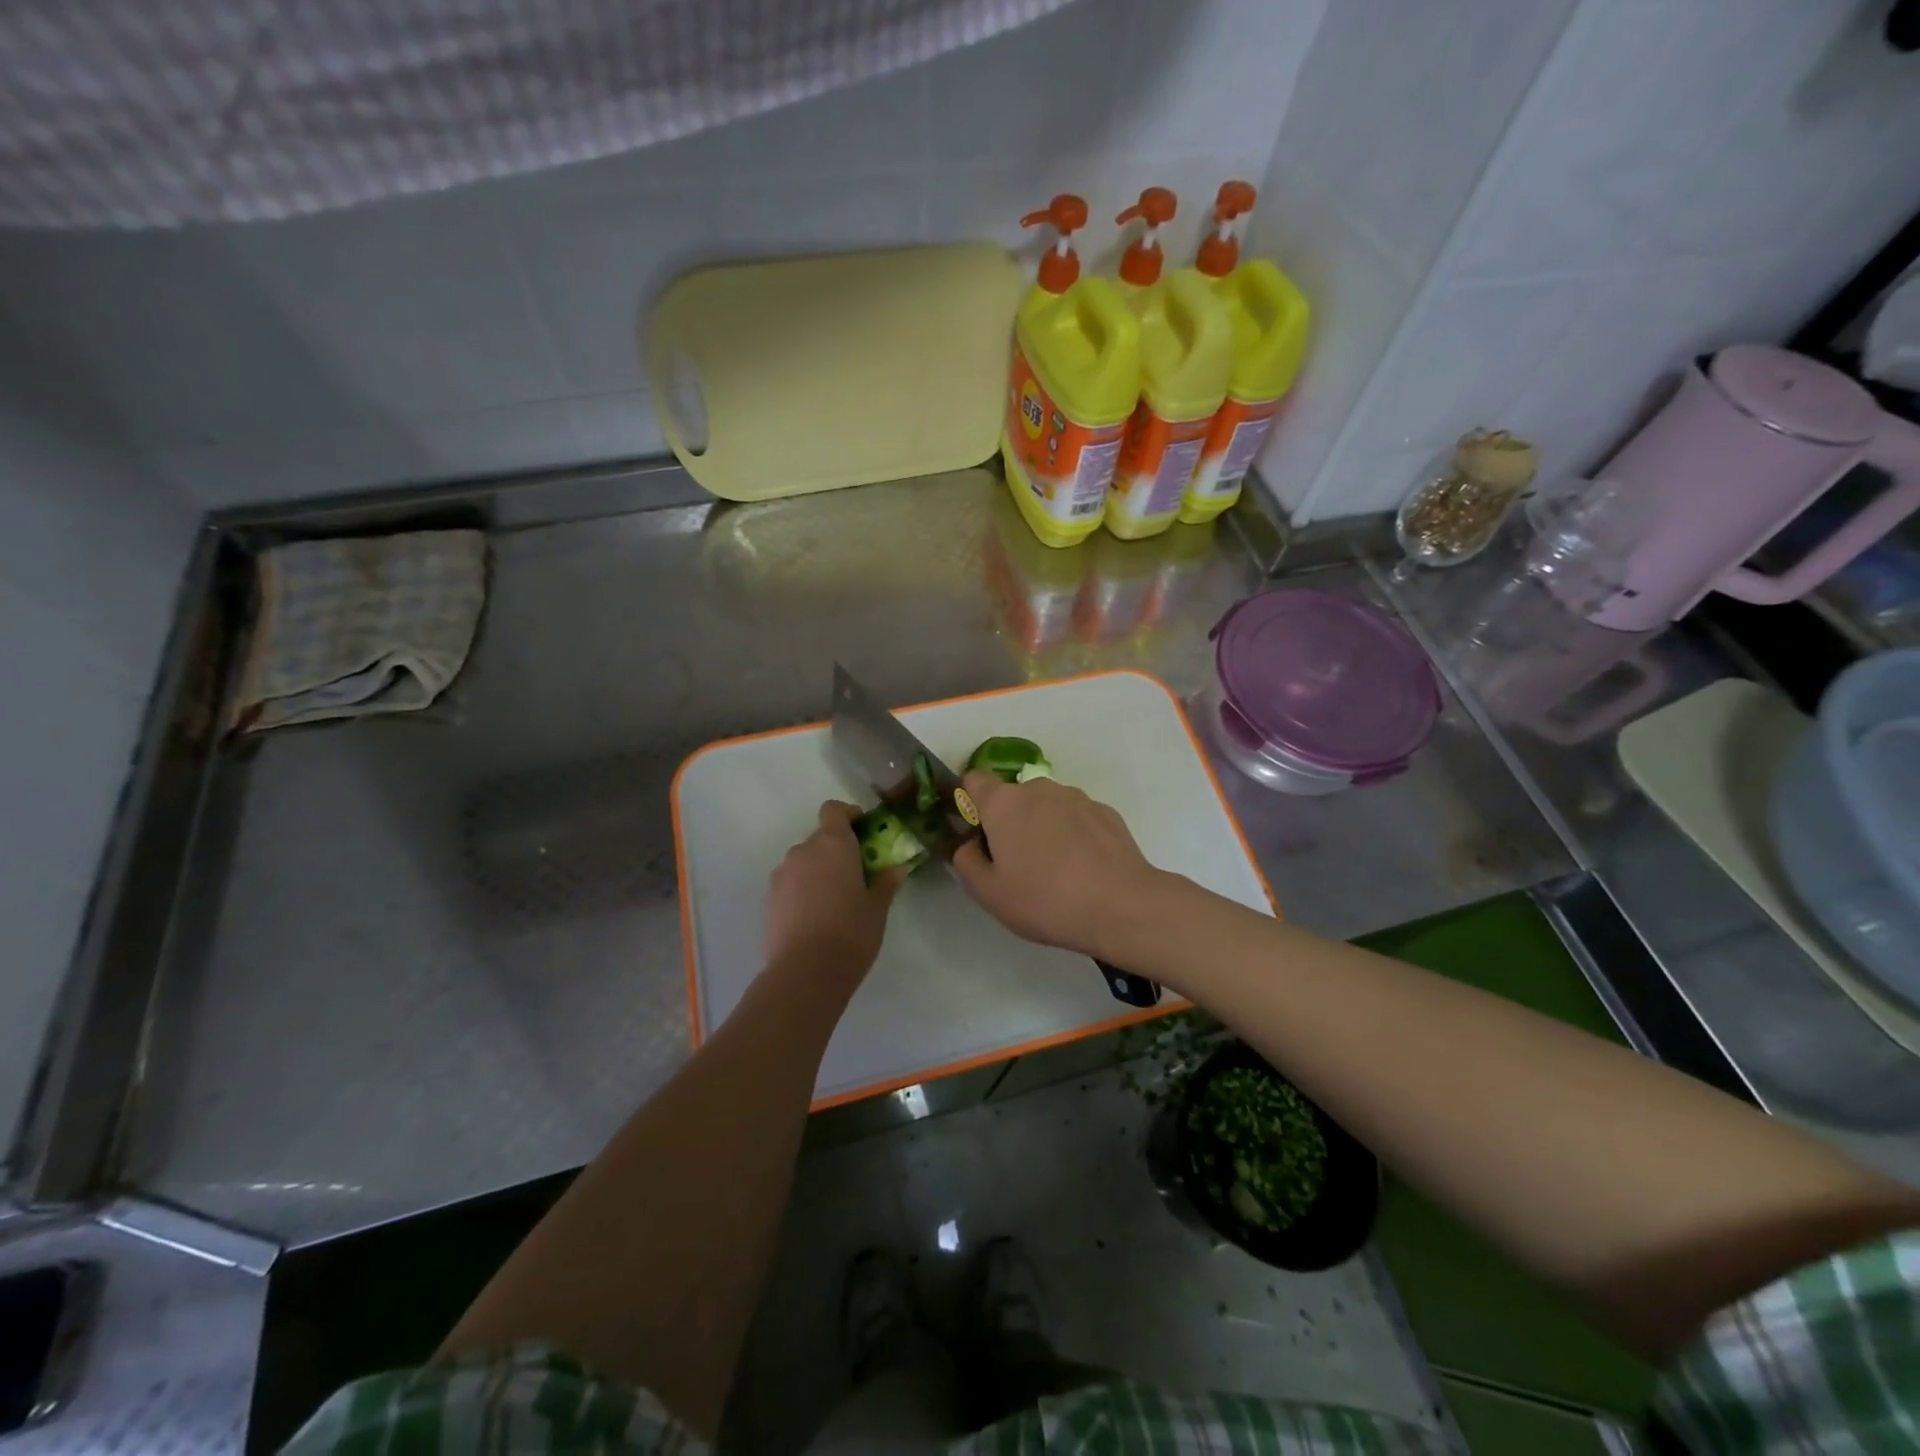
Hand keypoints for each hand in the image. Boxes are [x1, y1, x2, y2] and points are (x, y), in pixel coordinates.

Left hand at [765, 801, 903, 984]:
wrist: (805, 973)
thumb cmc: (851, 933)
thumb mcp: (877, 908)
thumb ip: (886, 884)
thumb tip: (896, 870)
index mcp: (833, 844)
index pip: (834, 810)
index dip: (848, 815)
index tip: (862, 831)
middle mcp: (803, 851)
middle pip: (820, 838)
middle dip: (836, 851)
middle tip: (855, 875)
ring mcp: (782, 874)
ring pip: (803, 862)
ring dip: (817, 871)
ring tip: (833, 901)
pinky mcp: (769, 898)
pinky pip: (790, 883)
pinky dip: (802, 890)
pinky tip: (815, 917)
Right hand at [950, 771, 1171, 960]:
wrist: (1120, 906)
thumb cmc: (1044, 899)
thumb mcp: (988, 892)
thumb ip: (965, 861)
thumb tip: (969, 844)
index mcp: (1003, 802)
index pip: (974, 780)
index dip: (970, 802)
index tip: (977, 833)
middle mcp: (1039, 788)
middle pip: (1013, 797)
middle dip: (1010, 822)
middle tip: (1017, 864)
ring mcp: (1076, 797)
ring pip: (1046, 807)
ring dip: (1043, 828)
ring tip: (1055, 871)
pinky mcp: (1105, 811)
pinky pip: (1076, 818)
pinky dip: (1073, 835)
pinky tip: (1083, 870)